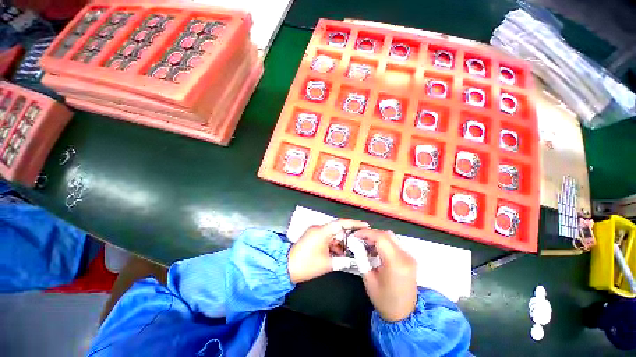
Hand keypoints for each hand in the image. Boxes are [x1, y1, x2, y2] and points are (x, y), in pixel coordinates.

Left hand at [288, 219, 368, 283]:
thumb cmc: (307, 265)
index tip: (365, 225)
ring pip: (332, 233)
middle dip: (347, 236)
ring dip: (339, 242)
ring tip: (347, 252)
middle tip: (358, 242)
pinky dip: (332, 244)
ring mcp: (314, 232)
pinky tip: (337, 253)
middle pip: (337, 228)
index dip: (354, 223)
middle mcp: (318, 228)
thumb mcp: (328, 264)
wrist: (286, 267)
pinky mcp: (311, 236)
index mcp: (322, 231)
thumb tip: (350, 259)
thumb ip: (341, 260)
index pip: (341, 223)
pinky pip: (325, 237)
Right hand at [355, 229, 417, 321]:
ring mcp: (409, 257)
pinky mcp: (410, 259)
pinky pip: (395, 244)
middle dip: (371, 234)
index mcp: (395, 263)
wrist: (405, 315)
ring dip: (377, 238)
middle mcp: (405, 257)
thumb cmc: (384, 300)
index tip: (355, 235)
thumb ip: (362, 258)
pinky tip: (376, 250)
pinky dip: (384, 243)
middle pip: (386, 235)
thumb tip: (356, 244)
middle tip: (360, 239)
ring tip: (366, 244)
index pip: (380, 238)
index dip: (366, 233)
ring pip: (391, 237)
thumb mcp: (369, 279)